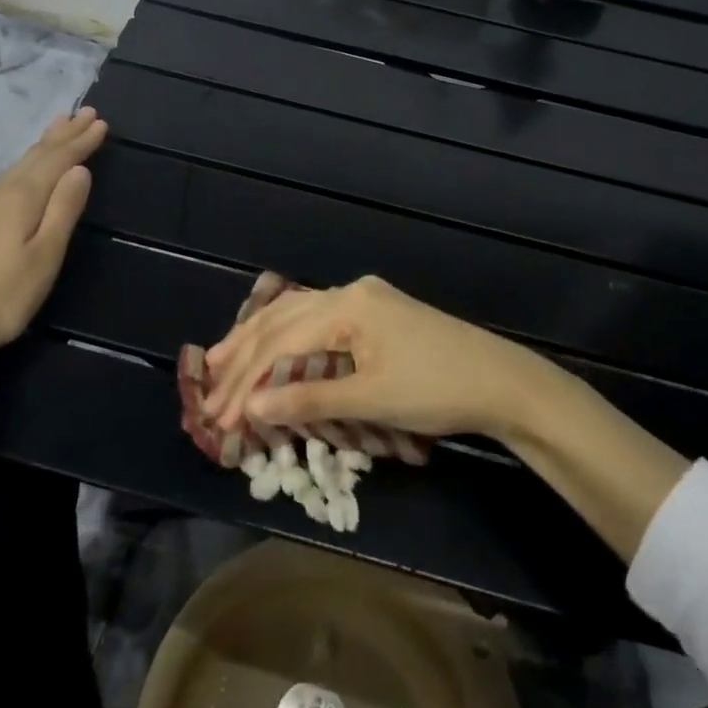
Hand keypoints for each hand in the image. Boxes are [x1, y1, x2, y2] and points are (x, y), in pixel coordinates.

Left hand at [0, 107, 107, 362]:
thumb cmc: (2, 295)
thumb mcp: (44, 255)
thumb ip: (63, 210)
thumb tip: (80, 170)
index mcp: (22, 197)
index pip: (58, 160)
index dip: (81, 142)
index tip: (101, 123)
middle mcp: (1, 192)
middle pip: (37, 155)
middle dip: (64, 134)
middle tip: (85, 111)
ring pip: (21, 164)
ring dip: (45, 144)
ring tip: (59, 125)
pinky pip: (11, 176)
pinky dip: (29, 162)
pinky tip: (27, 169)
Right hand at [201, 276, 547, 441]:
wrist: (501, 381)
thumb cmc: (437, 389)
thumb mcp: (371, 399)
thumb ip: (308, 398)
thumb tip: (250, 405)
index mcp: (347, 305)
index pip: (281, 342)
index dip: (246, 380)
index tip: (219, 415)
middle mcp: (351, 292)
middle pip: (284, 319)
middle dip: (244, 353)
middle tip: (206, 381)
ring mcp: (366, 299)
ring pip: (299, 314)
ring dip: (262, 340)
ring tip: (225, 361)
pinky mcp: (377, 314)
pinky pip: (320, 320)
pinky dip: (291, 339)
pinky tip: (275, 348)